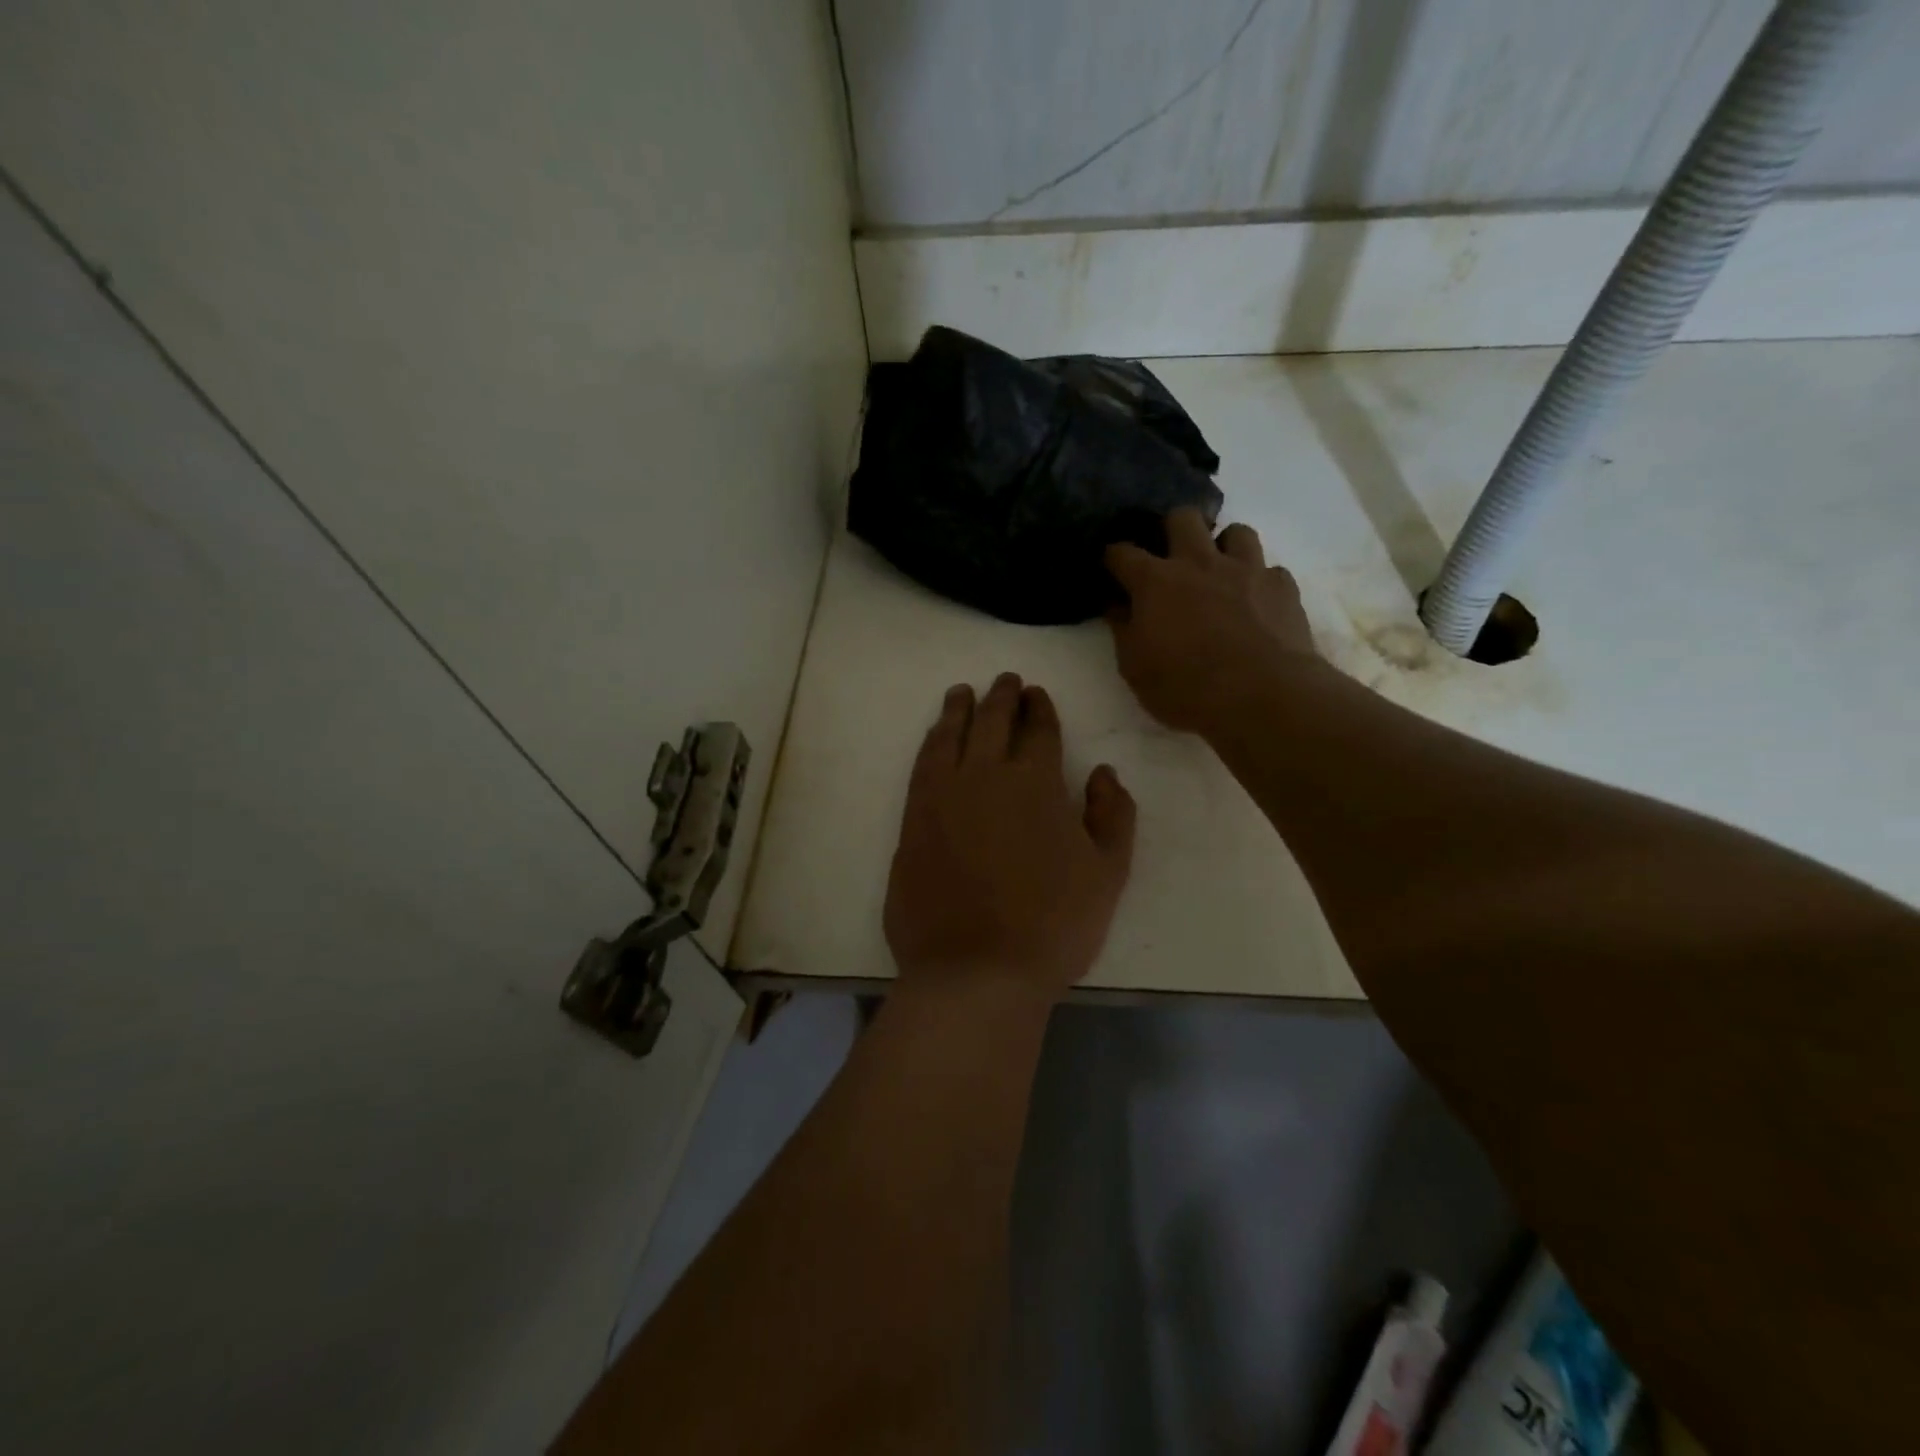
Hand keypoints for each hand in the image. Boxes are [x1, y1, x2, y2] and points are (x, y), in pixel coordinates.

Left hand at [884, 674, 1135, 1001]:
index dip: (1040, 708)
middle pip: (992, 721)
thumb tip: (1104, 771)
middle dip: (1001, 696)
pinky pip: (921, 767)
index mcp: (1035, 782)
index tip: (1037, 694)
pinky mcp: (912, 822)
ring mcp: (941, 797)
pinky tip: (934, 739)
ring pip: (949, 736)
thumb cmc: (1053, 924)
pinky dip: (930, 744)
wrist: (975, 971)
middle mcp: (984, 776)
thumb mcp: (1108, 873)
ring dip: (958, 710)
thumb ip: (1113, 814)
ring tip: (962, 694)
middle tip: (1005, 680)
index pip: (1039, 729)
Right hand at [1105, 509, 1318, 733]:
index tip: (1111, 567)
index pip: (1122, 552)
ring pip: (1236, 531)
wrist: (1262, 696)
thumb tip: (1117, 606)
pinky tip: (1256, 602)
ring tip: (1220, 572)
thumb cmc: (1186, 687)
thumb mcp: (1135, 668)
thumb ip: (1123, 630)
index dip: (1112, 557)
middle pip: (1183, 518)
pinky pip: (1270, 569)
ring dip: (1224, 547)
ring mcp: (1246, 570)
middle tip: (1171, 557)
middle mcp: (1199, 563)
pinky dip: (1259, 581)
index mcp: (1156, 582)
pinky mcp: (1283, 586)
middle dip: (1172, 529)